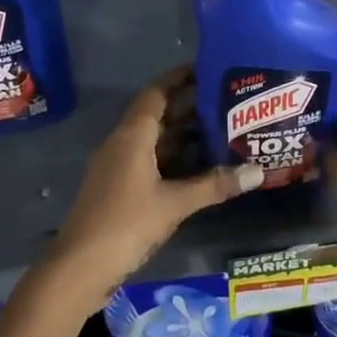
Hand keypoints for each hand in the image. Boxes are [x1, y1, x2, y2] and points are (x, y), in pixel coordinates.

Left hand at [44, 68, 261, 305]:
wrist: (79, 268)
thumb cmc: (126, 224)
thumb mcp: (175, 203)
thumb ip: (215, 185)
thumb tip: (257, 172)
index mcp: (132, 135)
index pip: (157, 92)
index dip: (179, 78)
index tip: (207, 68)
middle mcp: (122, 142)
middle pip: (157, 114)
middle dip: (188, 106)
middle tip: (225, 101)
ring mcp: (118, 166)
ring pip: (154, 139)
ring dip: (182, 134)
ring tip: (220, 129)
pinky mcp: (119, 188)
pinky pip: (149, 160)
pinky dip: (173, 157)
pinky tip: (198, 166)